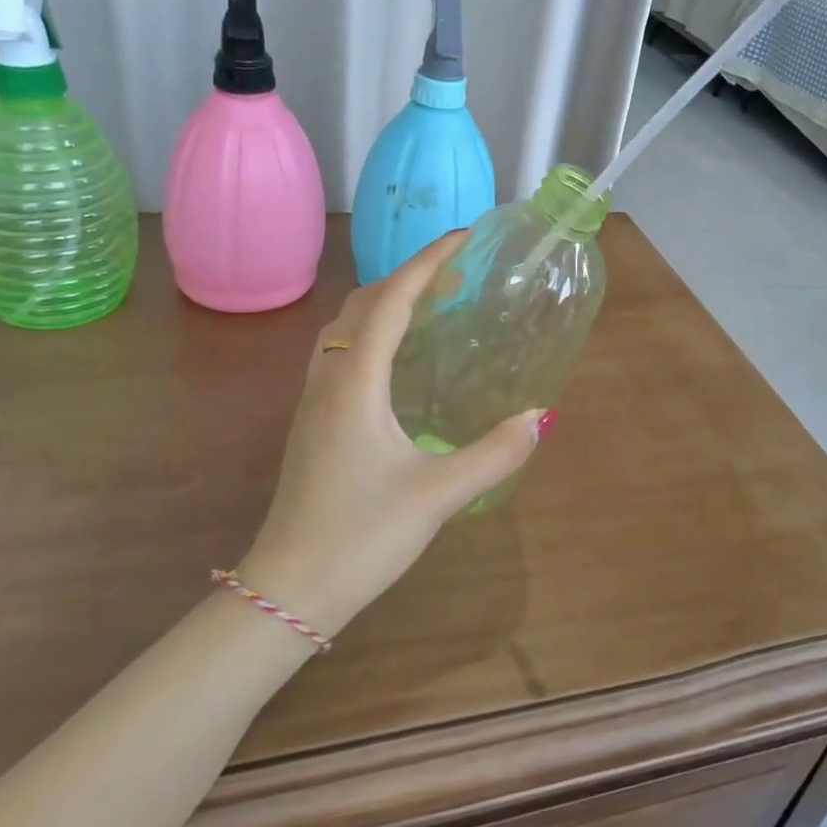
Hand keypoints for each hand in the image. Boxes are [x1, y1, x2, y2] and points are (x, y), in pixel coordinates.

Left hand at [236, 233, 545, 639]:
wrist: (288, 588)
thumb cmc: (360, 537)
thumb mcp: (437, 497)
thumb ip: (493, 455)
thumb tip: (538, 417)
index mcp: (356, 383)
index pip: (392, 300)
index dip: (428, 262)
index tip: (464, 238)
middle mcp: (329, 378)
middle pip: (364, 303)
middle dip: (408, 276)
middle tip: (456, 274)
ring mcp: (313, 399)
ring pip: (345, 326)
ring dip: (385, 301)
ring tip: (430, 305)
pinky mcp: (312, 421)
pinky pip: (340, 351)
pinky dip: (371, 331)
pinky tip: (397, 358)